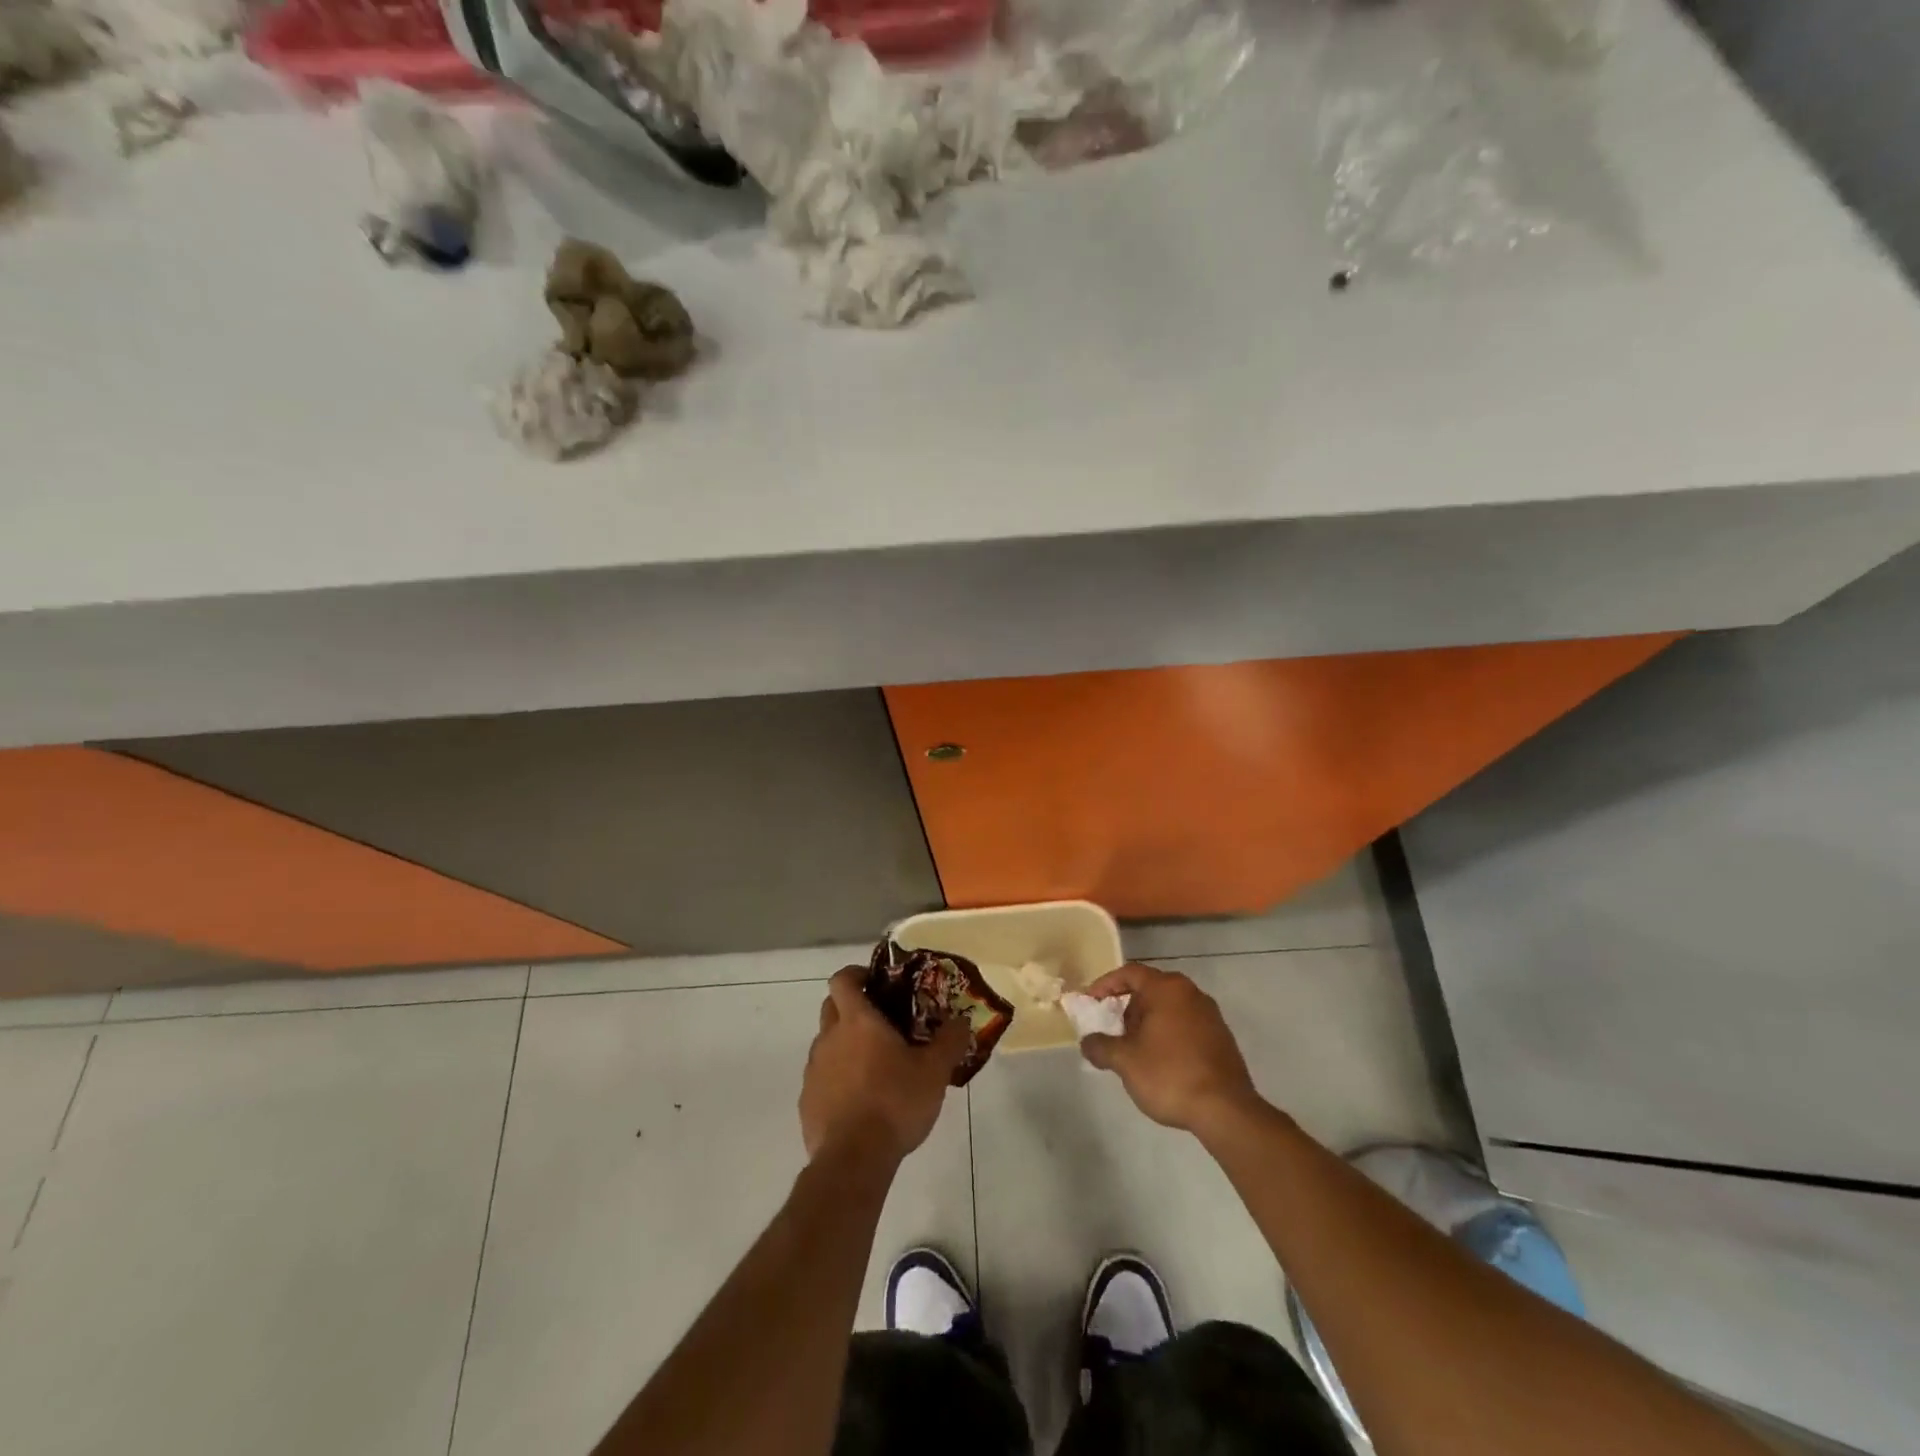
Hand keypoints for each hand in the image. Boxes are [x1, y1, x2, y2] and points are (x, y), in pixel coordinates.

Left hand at [800, 966, 968, 1164]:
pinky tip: (860, 1101)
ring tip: (875, 1066)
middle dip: (852, 1007)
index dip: (856, 974)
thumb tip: (962, 1021)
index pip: (842, 979)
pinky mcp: (807, 1101)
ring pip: (826, 1043)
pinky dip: (837, 1079)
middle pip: (831, 1007)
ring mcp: (814, 1070)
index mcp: (857, 1020)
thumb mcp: (934, 1071)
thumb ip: (949, 1041)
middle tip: (882, 1022)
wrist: (853, 1159)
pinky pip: (822, 1078)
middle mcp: (829, 1038)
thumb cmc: (894, 1102)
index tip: (875, 982)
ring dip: (845, 1045)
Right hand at [1078, 963, 1262, 1134]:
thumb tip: (1088, 1043)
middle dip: (1127, 1008)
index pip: (1129, 973)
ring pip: (1168, 1008)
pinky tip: (1160, 1062)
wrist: (1226, 1110)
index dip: (1105, 985)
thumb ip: (1100, 1046)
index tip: (1090, 1002)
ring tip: (1133, 1051)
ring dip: (1147, 1023)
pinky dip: (1167, 1034)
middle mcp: (1190, 993)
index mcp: (1167, 988)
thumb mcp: (1125, 1061)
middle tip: (1112, 1031)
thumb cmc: (1169, 1075)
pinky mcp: (1221, 1037)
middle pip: (1150, 989)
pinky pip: (1185, 1024)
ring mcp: (1210, 1014)